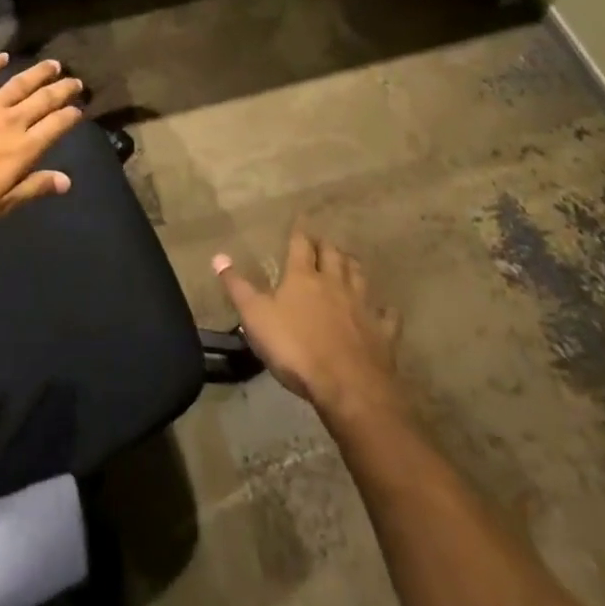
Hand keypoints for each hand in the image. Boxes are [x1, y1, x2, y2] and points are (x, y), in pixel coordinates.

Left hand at [0, 54, 84, 226]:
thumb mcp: (2, 204)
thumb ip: (34, 187)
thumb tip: (67, 180)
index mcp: (23, 148)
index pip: (55, 126)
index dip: (70, 116)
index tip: (80, 108)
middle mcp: (10, 121)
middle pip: (43, 100)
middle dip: (62, 90)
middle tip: (76, 81)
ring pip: (18, 84)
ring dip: (37, 73)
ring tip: (53, 64)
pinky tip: (2, 56)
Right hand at [215, 222, 405, 422]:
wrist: (348, 387)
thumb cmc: (295, 348)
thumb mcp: (255, 317)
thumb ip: (237, 287)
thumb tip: (218, 256)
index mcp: (303, 277)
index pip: (300, 244)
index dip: (299, 231)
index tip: (301, 218)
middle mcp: (334, 283)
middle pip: (333, 255)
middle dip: (326, 246)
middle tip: (322, 241)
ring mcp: (361, 307)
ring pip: (358, 276)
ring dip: (352, 266)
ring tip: (348, 261)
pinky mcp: (382, 333)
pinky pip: (386, 315)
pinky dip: (384, 309)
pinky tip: (384, 308)